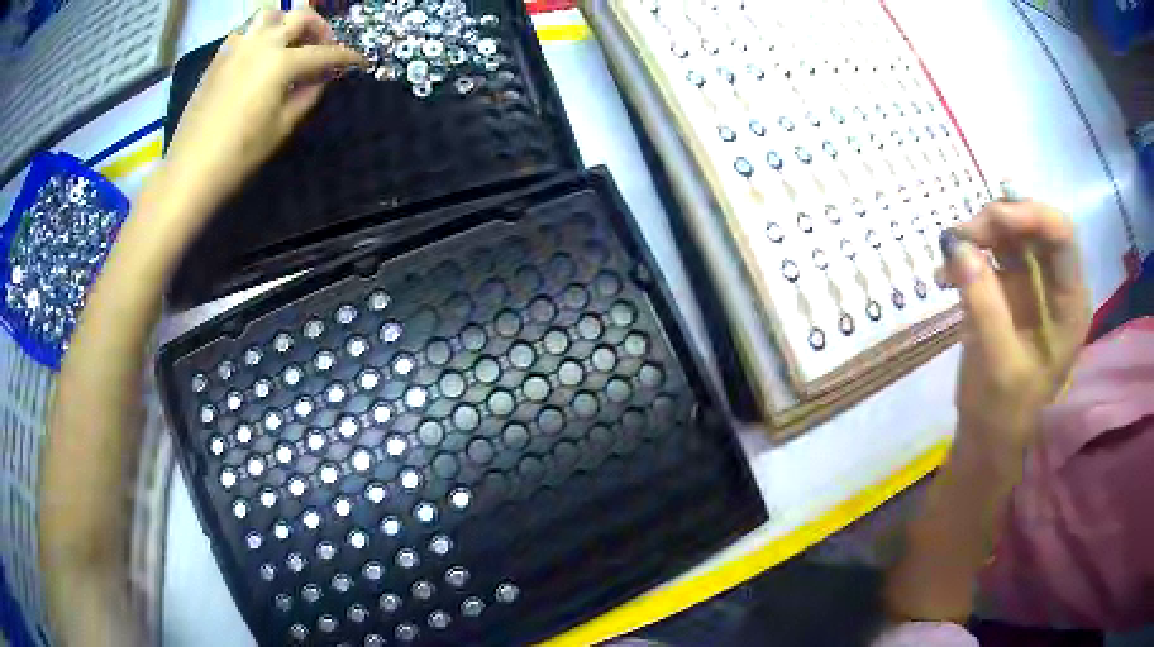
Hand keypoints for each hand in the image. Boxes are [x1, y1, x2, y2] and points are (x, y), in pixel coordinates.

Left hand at [158, 7, 364, 219]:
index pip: (324, 53)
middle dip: (320, 28)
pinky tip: (261, 55)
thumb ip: (307, 95)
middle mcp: (261, 44)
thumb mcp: (282, 128)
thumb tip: (321, 79)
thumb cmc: (239, 155)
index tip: (359, 61)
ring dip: (287, 22)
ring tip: (290, 42)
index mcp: (281, 63)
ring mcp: (237, 47)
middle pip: (300, 17)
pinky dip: (261, 34)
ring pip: (270, 15)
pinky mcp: (219, 58)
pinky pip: (245, 31)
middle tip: (323, 46)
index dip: (346, 57)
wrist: (191, 169)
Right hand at [940, 199, 1090, 450]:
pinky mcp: (1010, 286)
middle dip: (998, 221)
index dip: (1031, 214)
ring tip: (948, 254)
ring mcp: (1033, 282)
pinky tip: (944, 275)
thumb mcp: (998, 363)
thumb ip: (984, 304)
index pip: (1061, 236)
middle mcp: (1056, 283)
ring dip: (979, 233)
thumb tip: (959, 246)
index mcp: (1069, 303)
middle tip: (961, 237)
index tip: (992, 218)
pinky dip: (966, 254)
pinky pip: (991, 251)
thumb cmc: (1004, 411)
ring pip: (1011, 231)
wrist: (988, 435)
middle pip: (1034, 225)